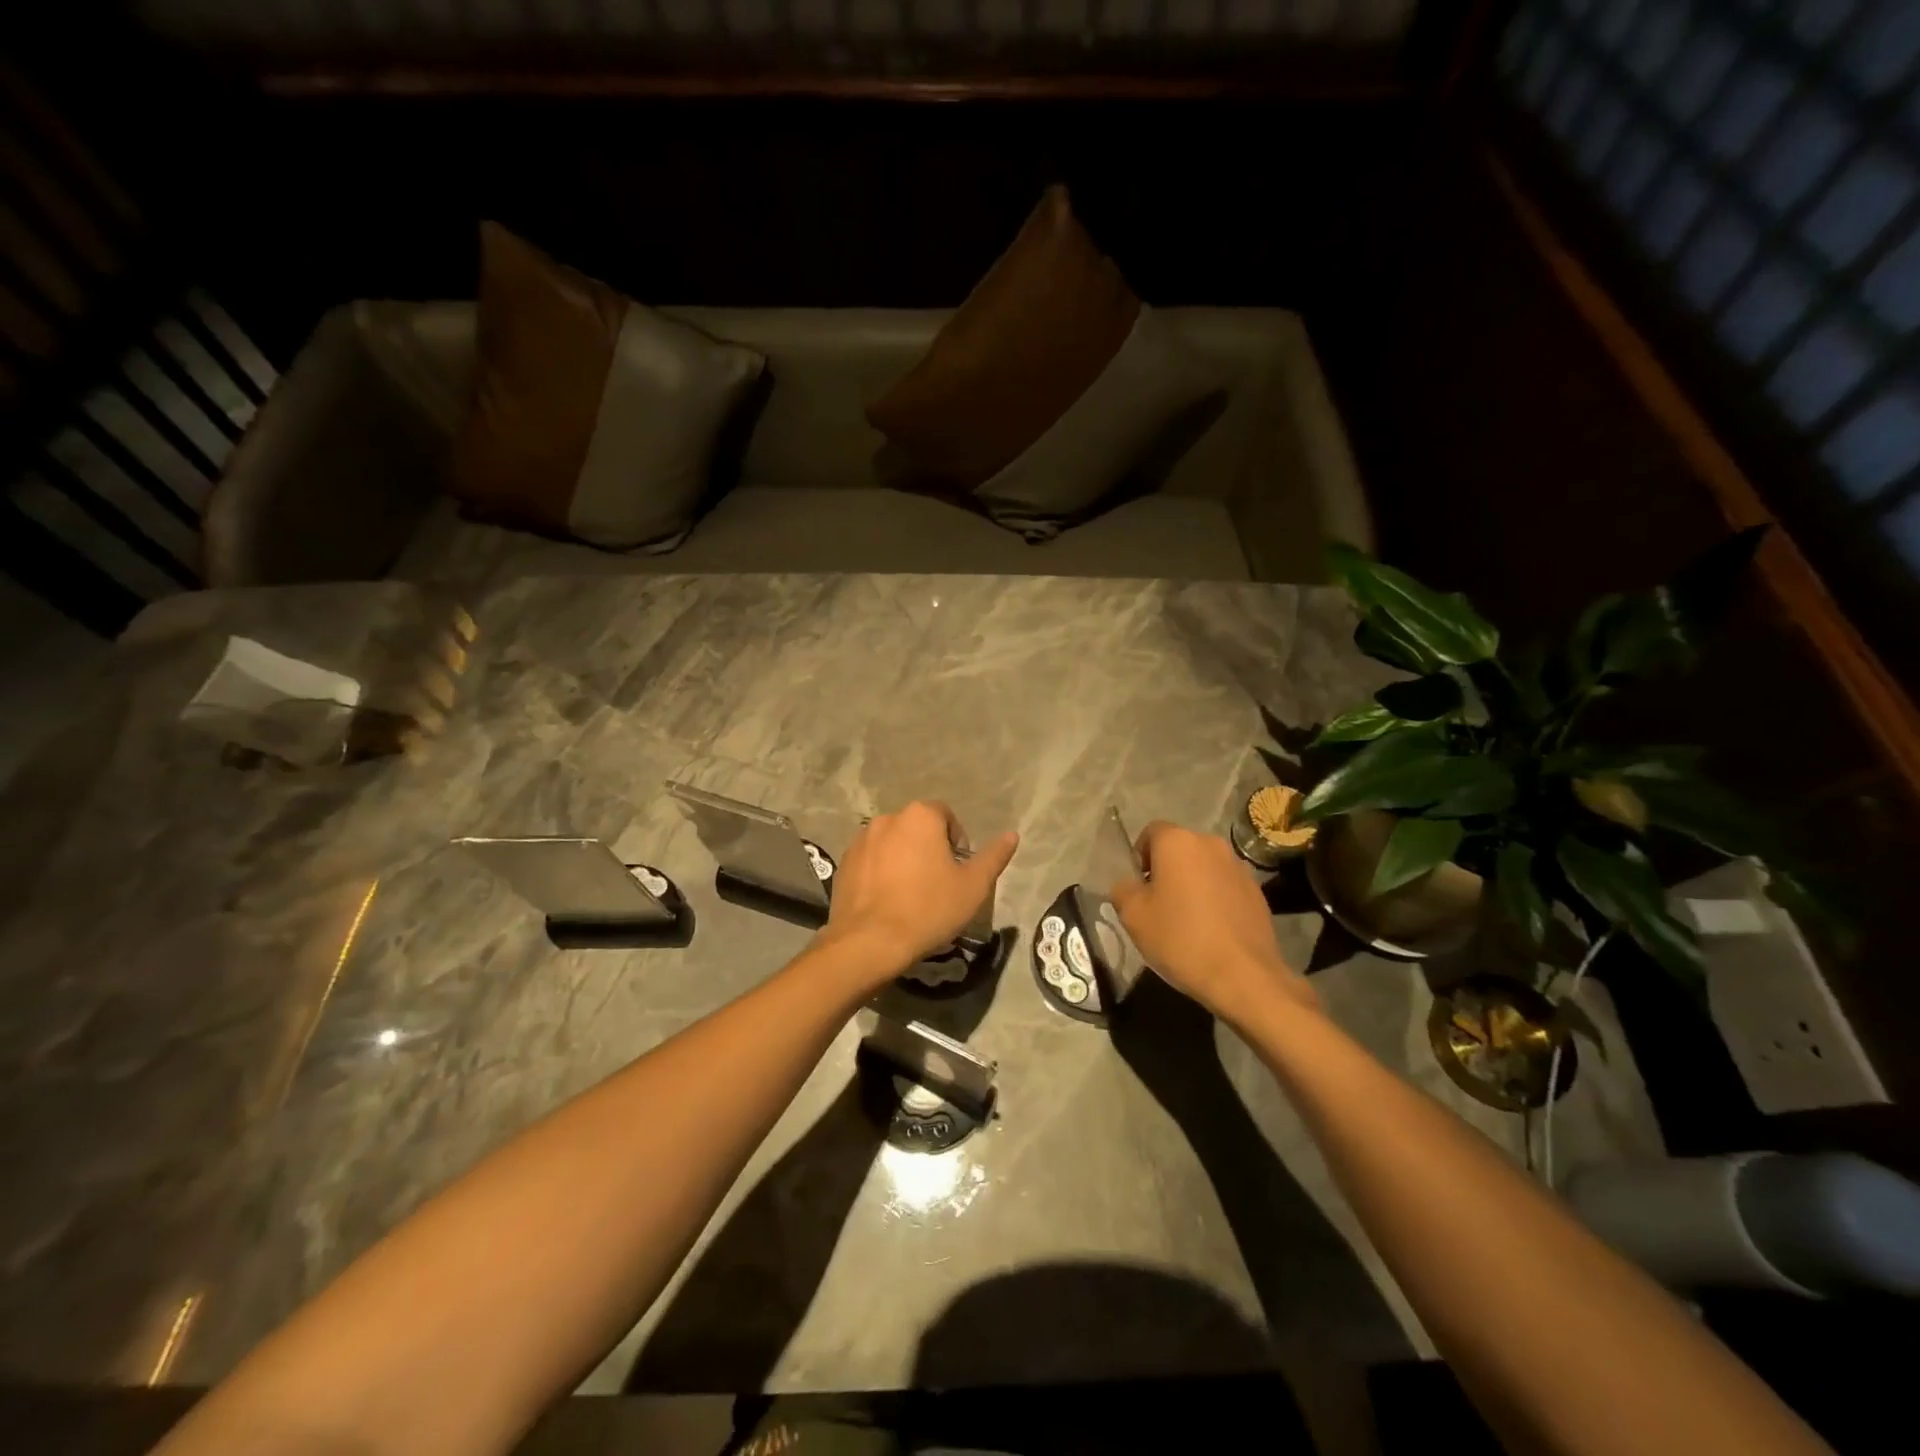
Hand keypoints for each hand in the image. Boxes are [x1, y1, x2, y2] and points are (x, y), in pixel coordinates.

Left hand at [815, 801, 1018, 987]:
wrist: (870, 942)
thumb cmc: (929, 909)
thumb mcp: (973, 886)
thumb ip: (994, 856)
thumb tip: (1012, 835)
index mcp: (920, 816)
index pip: (946, 816)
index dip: (957, 841)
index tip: (958, 870)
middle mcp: (888, 818)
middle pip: (917, 828)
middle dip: (929, 848)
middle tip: (938, 883)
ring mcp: (861, 839)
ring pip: (892, 843)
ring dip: (904, 858)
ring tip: (911, 893)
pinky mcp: (844, 862)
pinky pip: (871, 860)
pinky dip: (881, 871)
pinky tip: (887, 900)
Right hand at [1109, 822, 1315, 1025]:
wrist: (1243, 975)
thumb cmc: (1180, 938)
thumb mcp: (1133, 916)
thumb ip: (1123, 890)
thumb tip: (1129, 885)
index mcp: (1178, 842)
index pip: (1151, 832)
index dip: (1140, 857)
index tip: (1139, 888)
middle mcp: (1211, 844)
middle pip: (1180, 849)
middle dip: (1167, 870)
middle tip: (1158, 905)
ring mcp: (1238, 867)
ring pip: (1204, 868)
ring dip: (1192, 884)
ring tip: (1187, 920)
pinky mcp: (1257, 892)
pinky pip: (1225, 886)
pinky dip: (1215, 899)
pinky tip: (1211, 931)